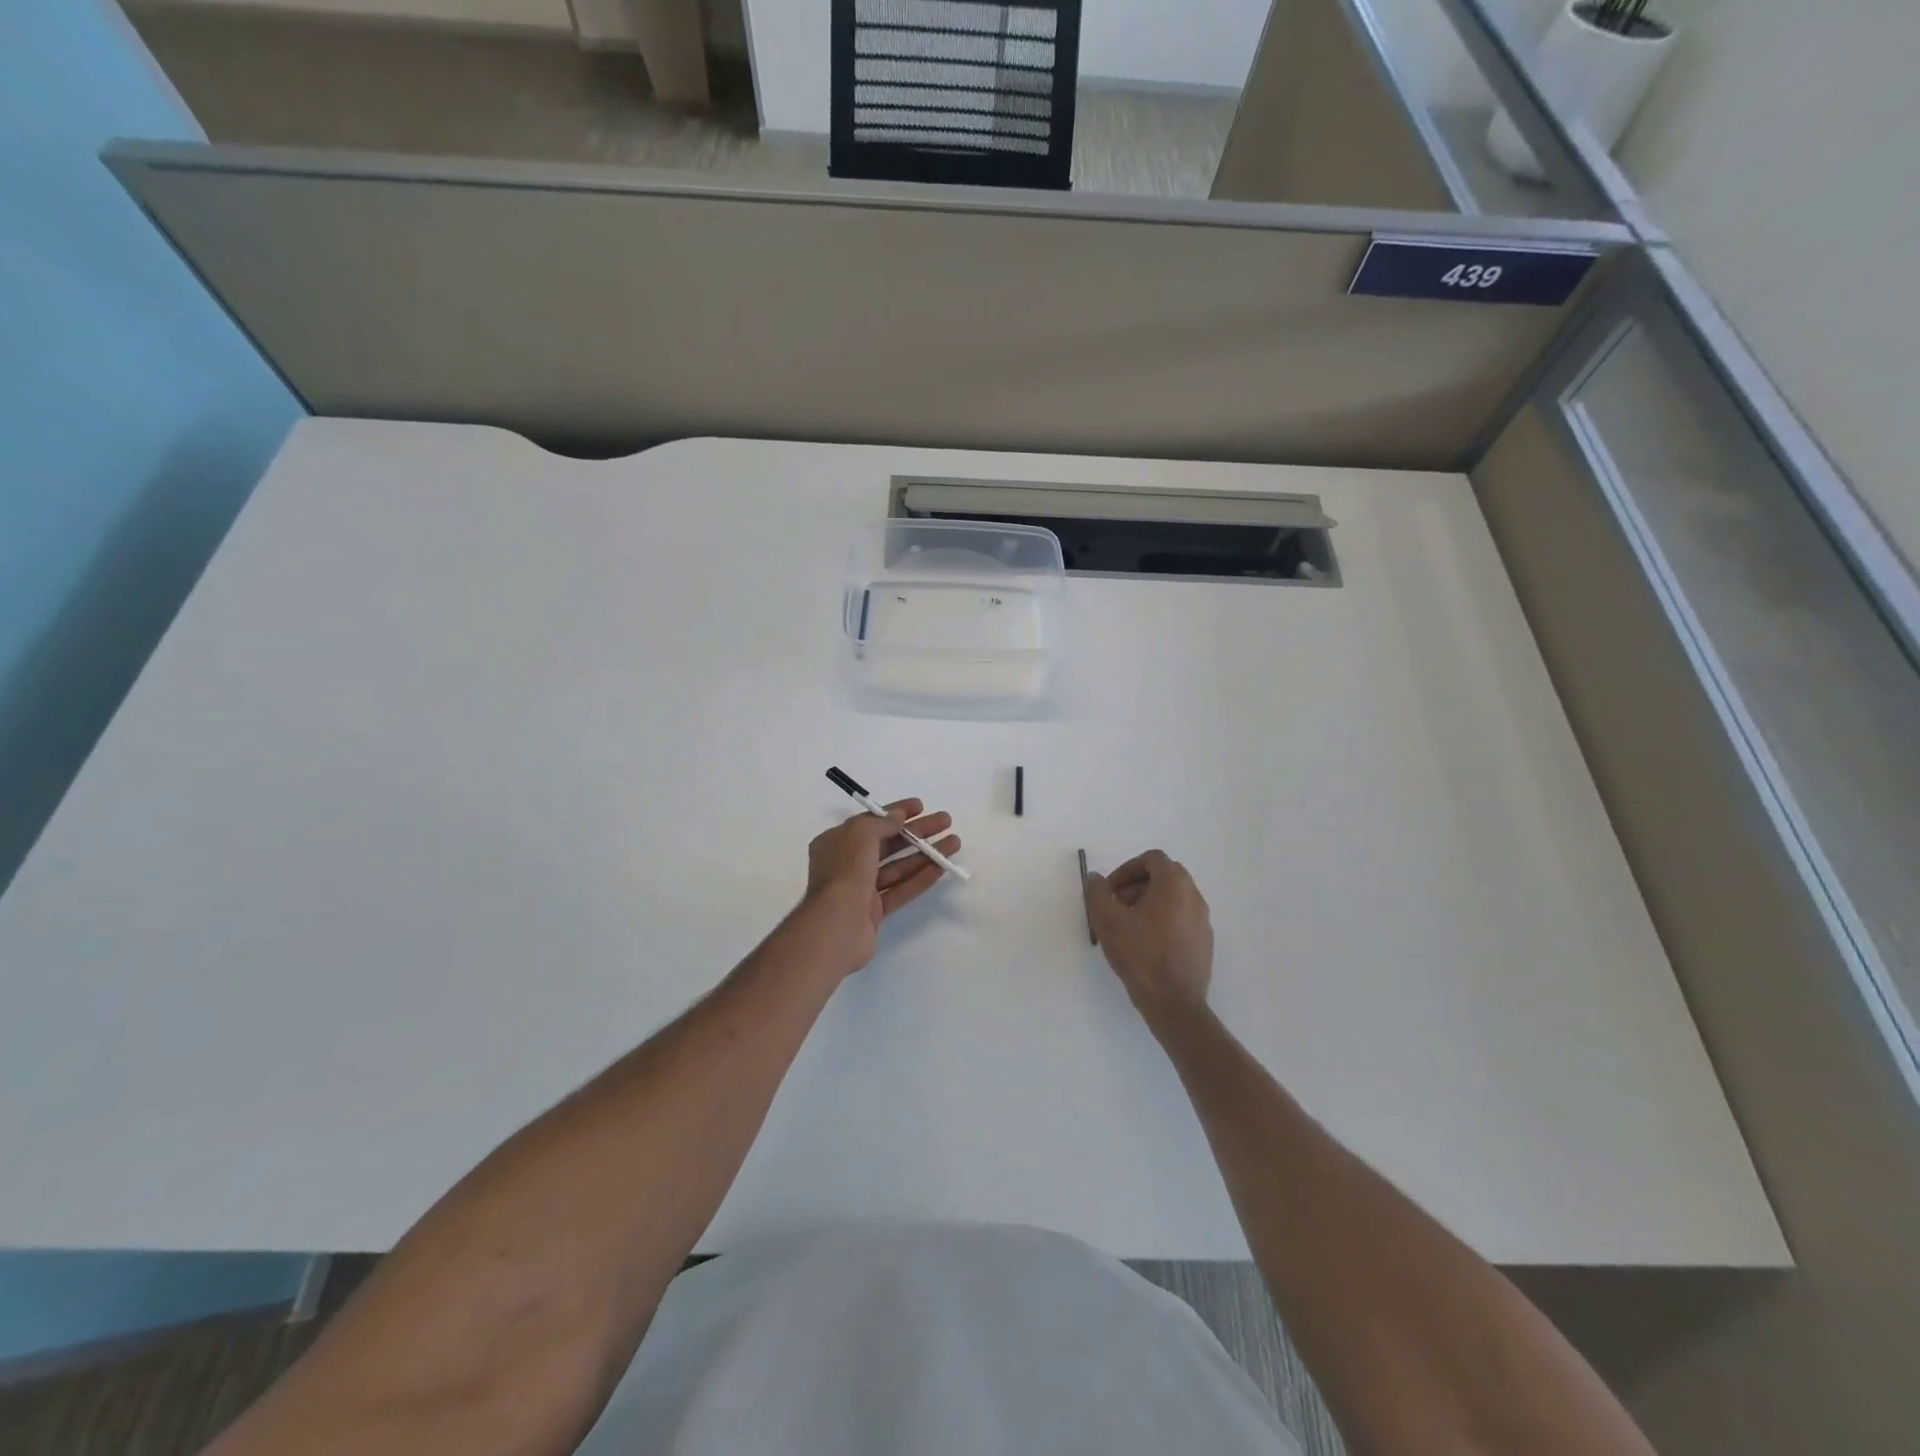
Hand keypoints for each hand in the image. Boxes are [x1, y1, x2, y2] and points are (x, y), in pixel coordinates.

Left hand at [798, 799, 959, 977]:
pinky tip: (942, 867)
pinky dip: (921, 878)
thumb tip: (898, 816)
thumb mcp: (860, 835)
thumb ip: (882, 823)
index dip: (896, 812)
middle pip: (888, 843)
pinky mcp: (874, 912)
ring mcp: (861, 889)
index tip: (921, 806)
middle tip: (945, 822)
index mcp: (836, 843)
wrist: (835, 927)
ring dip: (925, 854)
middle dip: (917, 832)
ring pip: (898, 867)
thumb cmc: (845, 872)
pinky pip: (901, 890)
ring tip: (954, 843)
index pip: (870, 822)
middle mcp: (847, 864)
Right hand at [1084, 850, 1213, 1025]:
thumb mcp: (1108, 921)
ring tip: (1129, 927)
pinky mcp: (1205, 942)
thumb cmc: (1140, 955)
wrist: (1174, 1003)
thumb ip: (1098, 893)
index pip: (1152, 859)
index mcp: (1174, 885)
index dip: (1127, 869)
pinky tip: (1147, 945)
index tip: (1110, 890)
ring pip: (1174, 898)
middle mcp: (1194, 896)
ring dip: (1150, 903)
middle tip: (1117, 906)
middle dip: (1137, 885)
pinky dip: (1164, 920)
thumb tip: (1097, 879)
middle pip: (1165, 876)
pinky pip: (1182, 918)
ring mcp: (1203, 921)